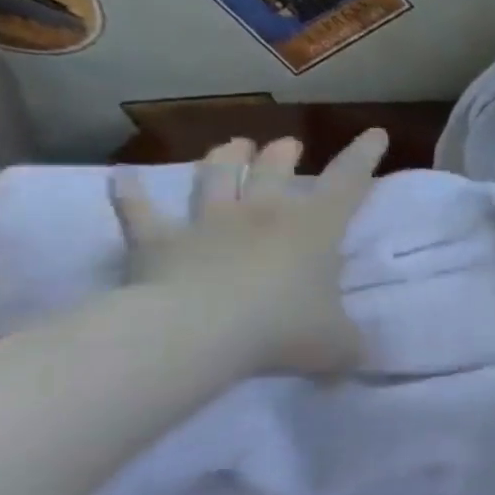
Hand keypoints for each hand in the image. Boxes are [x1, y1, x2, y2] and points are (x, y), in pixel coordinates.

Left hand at [108, 131, 387, 375]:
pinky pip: (138, 213)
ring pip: (215, 178)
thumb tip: (358, 361)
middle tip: (288, 145)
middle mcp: (263, 215)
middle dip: (283, 155)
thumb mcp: (338, 345)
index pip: (349, 182)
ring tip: (233, 145)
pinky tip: (119, 178)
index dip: (364, 155)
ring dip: (224, 159)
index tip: (375, 133)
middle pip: (274, 171)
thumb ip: (350, 347)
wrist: (197, 334)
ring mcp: (207, 225)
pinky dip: (128, 194)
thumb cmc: (283, 329)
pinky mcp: (156, 243)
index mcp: (316, 229)